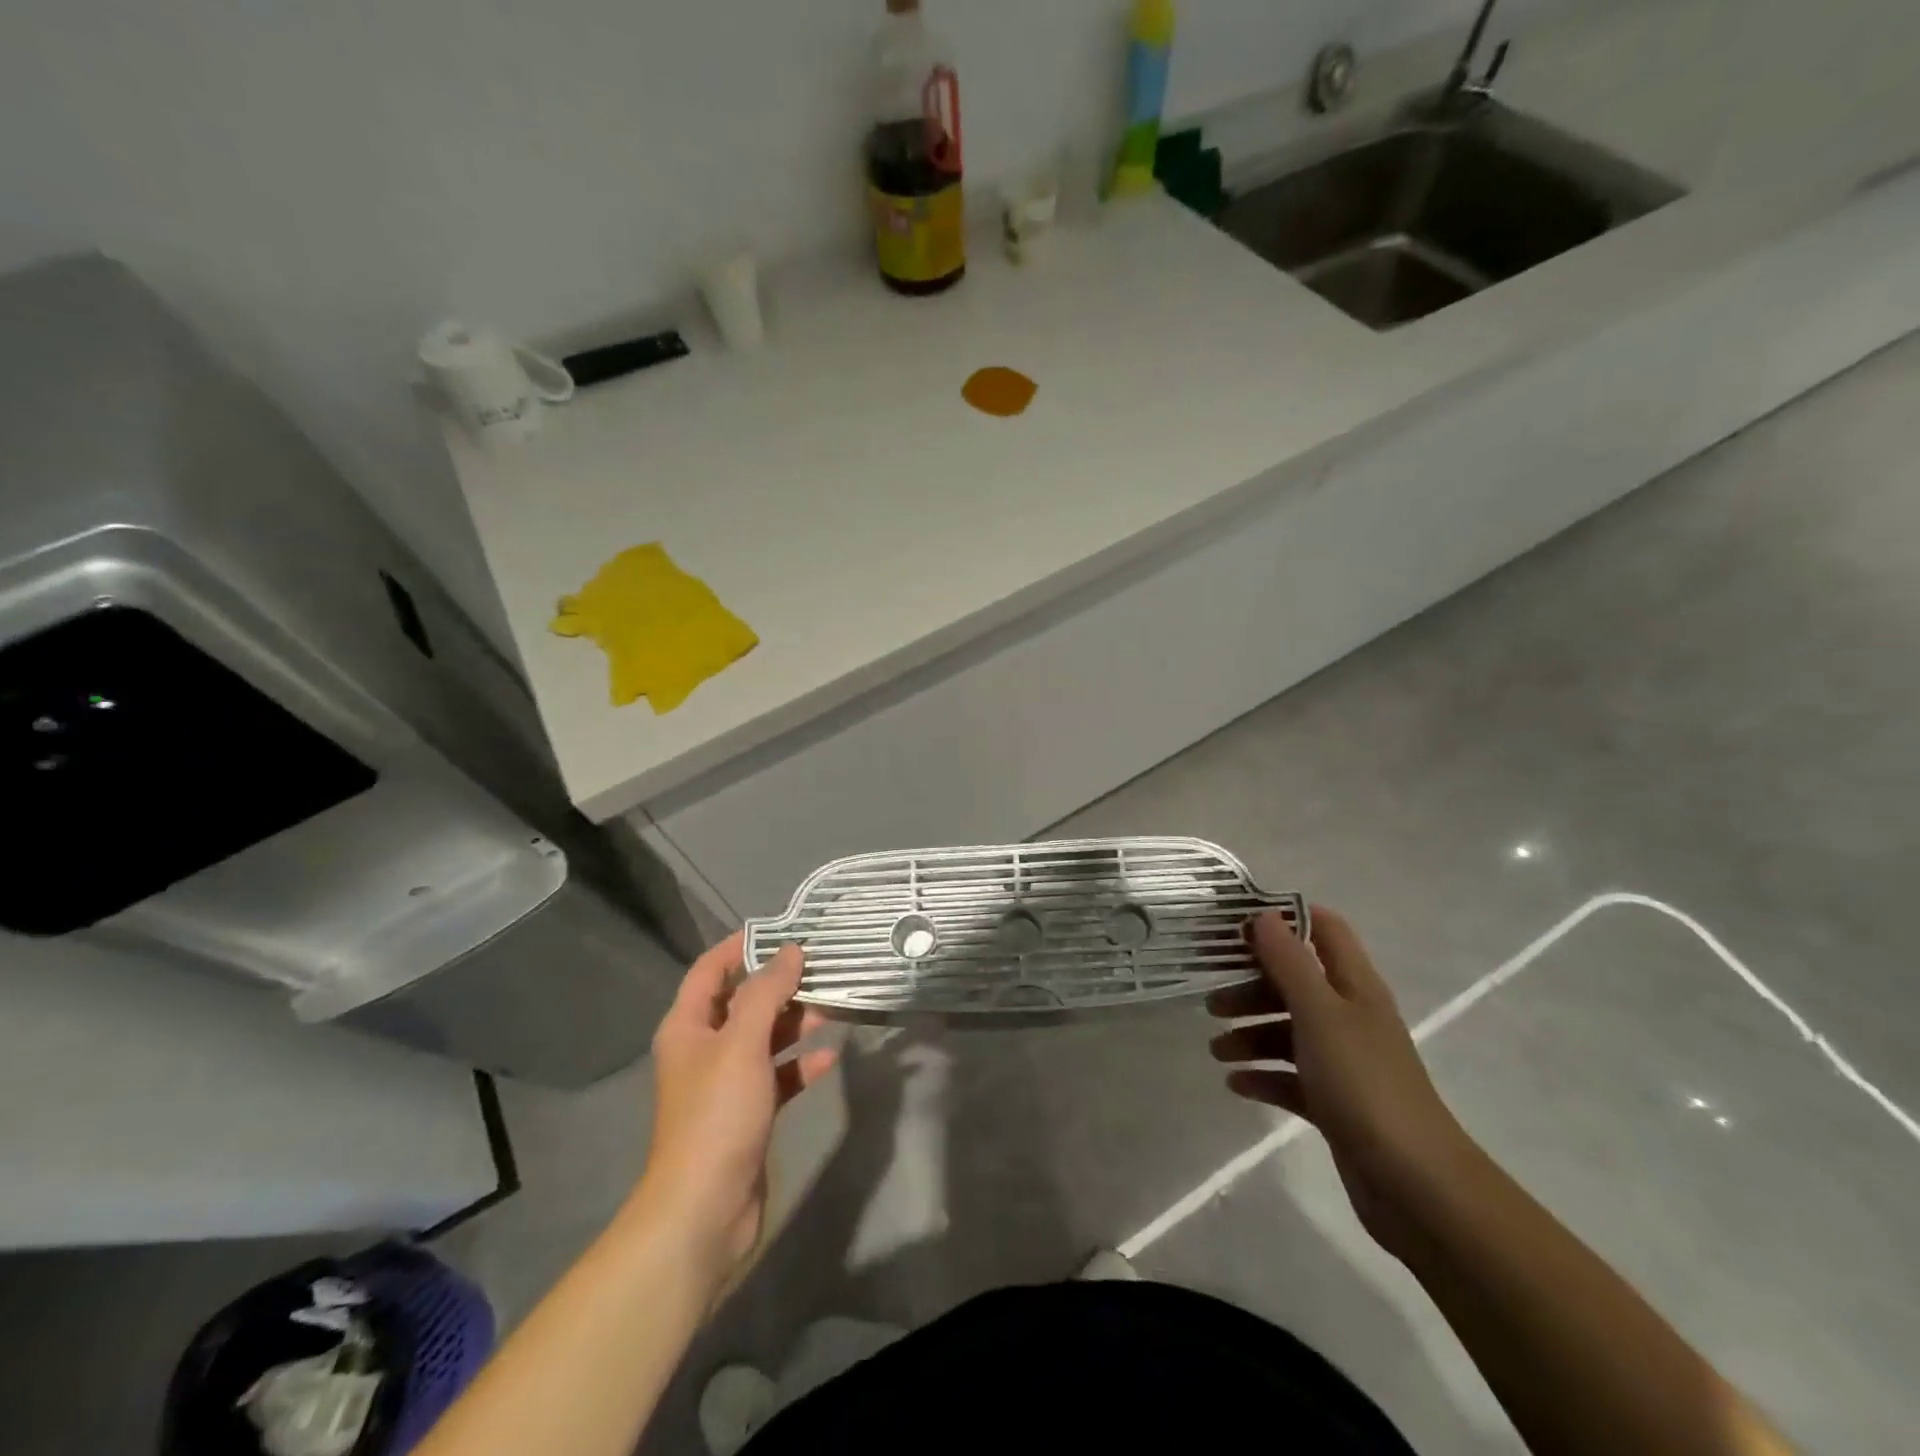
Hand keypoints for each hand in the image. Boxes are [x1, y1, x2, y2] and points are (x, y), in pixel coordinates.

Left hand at [627, 933, 836, 1293]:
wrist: (703, 1210)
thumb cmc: (717, 1115)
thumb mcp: (741, 1043)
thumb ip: (766, 992)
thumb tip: (791, 951)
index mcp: (688, 1027)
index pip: (710, 970)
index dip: (741, 946)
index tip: (783, 930)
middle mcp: (703, 1050)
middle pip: (743, 1002)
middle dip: (780, 985)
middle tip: (823, 968)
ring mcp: (726, 1084)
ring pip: (764, 1039)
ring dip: (796, 1023)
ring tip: (834, 1007)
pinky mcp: (748, 1114)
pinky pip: (778, 1076)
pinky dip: (800, 1065)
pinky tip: (829, 1059)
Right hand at [1208, 907, 1481, 1260]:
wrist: (1414, 1184)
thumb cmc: (1363, 1083)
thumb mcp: (1319, 1013)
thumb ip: (1289, 962)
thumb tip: (1263, 915)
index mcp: (1353, 985)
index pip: (1323, 929)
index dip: (1283, 920)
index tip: (1236, 928)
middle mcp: (1349, 1016)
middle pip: (1294, 982)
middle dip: (1251, 986)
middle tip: (1212, 1002)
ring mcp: (1343, 1060)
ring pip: (1288, 1030)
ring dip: (1250, 1034)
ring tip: (1216, 1051)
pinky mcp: (1334, 1101)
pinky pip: (1290, 1076)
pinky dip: (1262, 1076)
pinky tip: (1236, 1085)